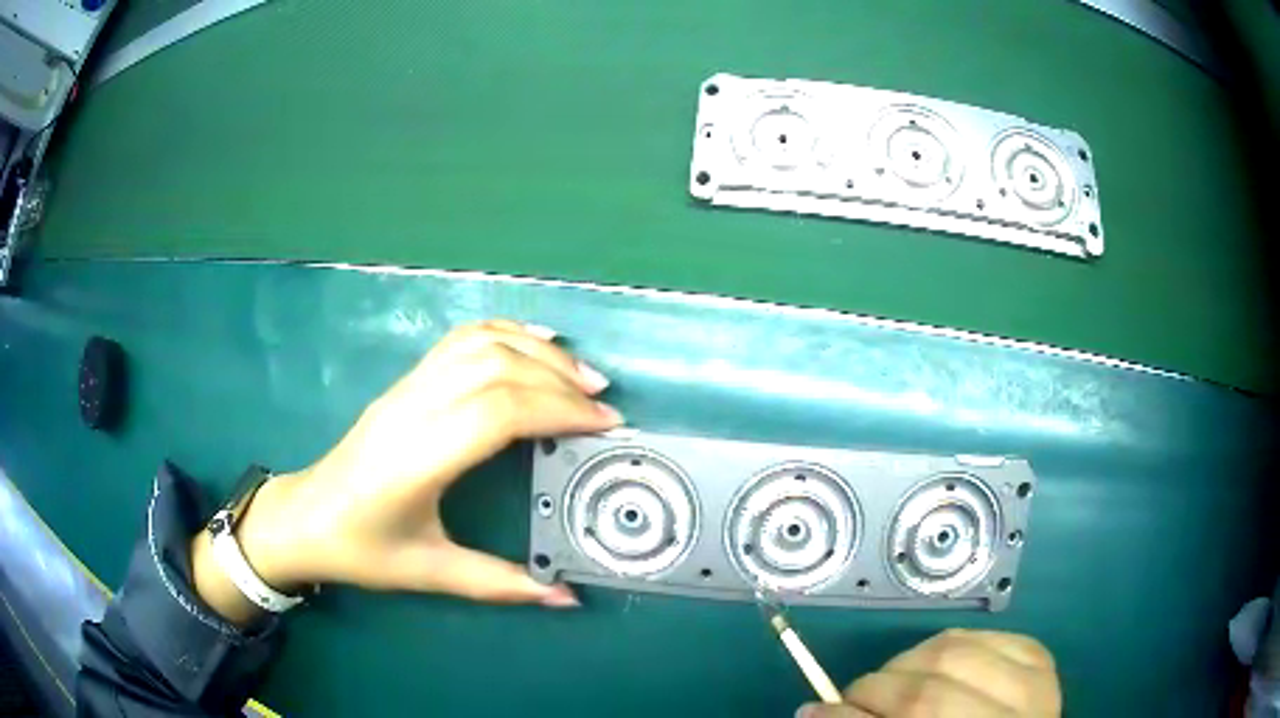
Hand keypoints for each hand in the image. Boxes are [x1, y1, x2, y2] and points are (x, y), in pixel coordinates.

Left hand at [197, 320, 621, 619]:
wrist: (305, 517)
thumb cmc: (362, 549)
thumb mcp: (430, 573)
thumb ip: (501, 584)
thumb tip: (566, 597)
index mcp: (418, 459)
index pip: (498, 411)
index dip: (558, 410)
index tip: (605, 425)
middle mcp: (413, 410)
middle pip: (496, 367)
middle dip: (559, 378)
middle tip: (604, 402)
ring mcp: (407, 389)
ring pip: (479, 343)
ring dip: (536, 351)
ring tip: (581, 374)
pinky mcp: (405, 383)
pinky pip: (459, 341)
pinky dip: (504, 331)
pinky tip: (535, 340)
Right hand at [798, 629, 1060, 717]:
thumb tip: (814, 711)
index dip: (851, 717)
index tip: (812, 710)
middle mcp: (1016, 717)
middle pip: (927, 691)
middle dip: (874, 689)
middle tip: (852, 698)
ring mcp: (1035, 682)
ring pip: (953, 650)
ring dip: (906, 663)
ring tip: (892, 682)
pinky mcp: (1040, 657)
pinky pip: (982, 634)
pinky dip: (946, 646)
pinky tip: (933, 666)